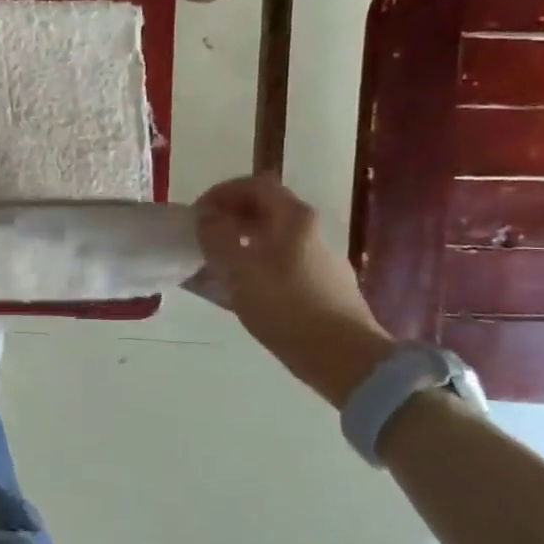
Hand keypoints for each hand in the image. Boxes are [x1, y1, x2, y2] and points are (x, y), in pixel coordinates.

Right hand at [193, 174, 392, 406]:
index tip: (198, 214)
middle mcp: (310, 230)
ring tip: (214, 266)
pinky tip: (240, 291)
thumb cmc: (286, 308)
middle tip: (203, 238)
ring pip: (272, 237)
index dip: (222, 193)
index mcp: (292, 218)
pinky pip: (280, 262)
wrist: (345, 358)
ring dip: (240, 243)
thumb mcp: (239, 270)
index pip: (254, 185)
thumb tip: (207, 218)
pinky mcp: (322, 285)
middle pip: (264, 209)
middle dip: (229, 218)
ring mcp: (319, 258)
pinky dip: (256, 265)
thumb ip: (217, 237)